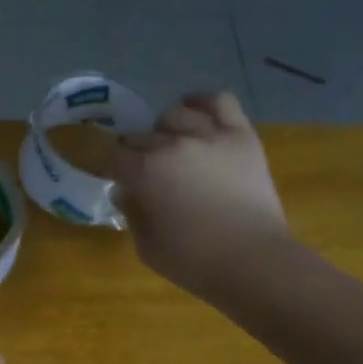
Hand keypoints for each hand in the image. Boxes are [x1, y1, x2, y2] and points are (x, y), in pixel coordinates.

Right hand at [111, 91, 296, 301]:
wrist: (253, 261)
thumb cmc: (193, 262)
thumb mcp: (147, 247)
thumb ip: (132, 214)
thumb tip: (126, 192)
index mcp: (144, 172)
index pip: (112, 156)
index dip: (109, 166)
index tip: (114, 177)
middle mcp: (173, 144)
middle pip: (141, 136)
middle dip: (136, 154)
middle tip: (144, 173)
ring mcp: (210, 135)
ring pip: (175, 115)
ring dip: (165, 130)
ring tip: (171, 146)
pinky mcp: (241, 135)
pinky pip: (219, 101)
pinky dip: (202, 102)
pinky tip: (194, 110)